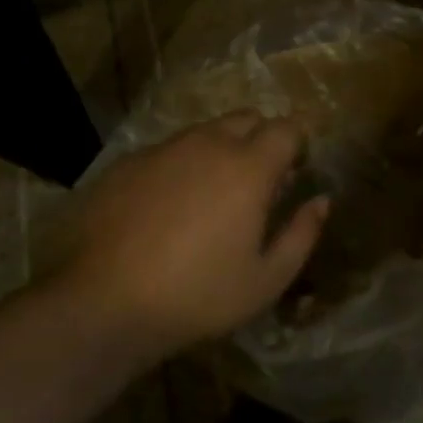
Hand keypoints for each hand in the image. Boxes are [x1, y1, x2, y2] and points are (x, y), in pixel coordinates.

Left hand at [39, 113, 329, 354]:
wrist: (100, 303)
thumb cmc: (196, 295)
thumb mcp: (265, 280)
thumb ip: (302, 235)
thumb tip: (321, 201)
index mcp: (249, 166)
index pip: (287, 127)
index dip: (297, 143)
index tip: (295, 169)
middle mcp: (209, 143)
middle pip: (247, 118)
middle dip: (261, 138)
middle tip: (257, 180)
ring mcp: (164, 149)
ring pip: (205, 132)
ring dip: (219, 150)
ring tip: (210, 195)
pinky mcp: (128, 162)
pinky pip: (167, 151)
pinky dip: (180, 167)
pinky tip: (166, 208)